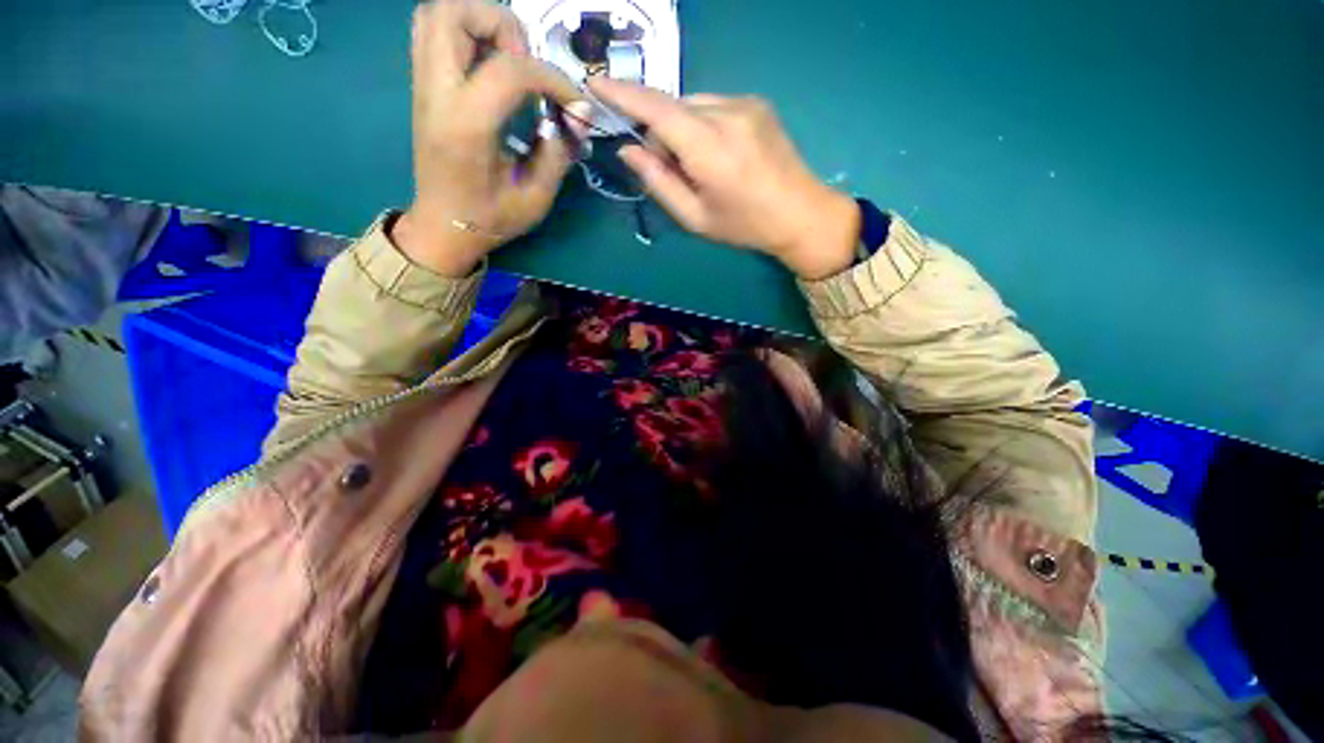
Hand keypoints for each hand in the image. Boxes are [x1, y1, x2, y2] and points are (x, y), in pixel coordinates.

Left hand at [394, 0, 588, 277]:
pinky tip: (491, 67)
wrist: (444, 227)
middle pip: (454, 13)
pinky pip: (434, 33)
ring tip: (511, 61)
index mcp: (466, 126)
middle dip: (502, 25)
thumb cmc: (491, 219)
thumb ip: (558, 153)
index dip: (553, 78)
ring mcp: (423, 85)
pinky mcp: (424, 86)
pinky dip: (466, 34)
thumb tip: (575, 117)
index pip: (509, 70)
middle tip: (528, 64)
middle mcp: (437, 93)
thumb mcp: (536, 197)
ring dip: (481, 23)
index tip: (575, 104)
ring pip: (438, 13)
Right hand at [590, 77, 859, 279]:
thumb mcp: (695, 217)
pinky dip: (701, 125)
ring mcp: (745, 103)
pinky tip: (717, 154)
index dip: (622, 94)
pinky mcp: (756, 103)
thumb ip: (659, 182)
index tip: (594, 83)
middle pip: (672, 107)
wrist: (801, 213)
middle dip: (659, 133)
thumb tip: (628, 150)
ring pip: (692, 105)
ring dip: (681, 130)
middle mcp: (726, 113)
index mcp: (709, 148)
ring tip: (700, 167)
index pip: (656, 108)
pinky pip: (713, 105)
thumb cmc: (744, 225)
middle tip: (671, 170)